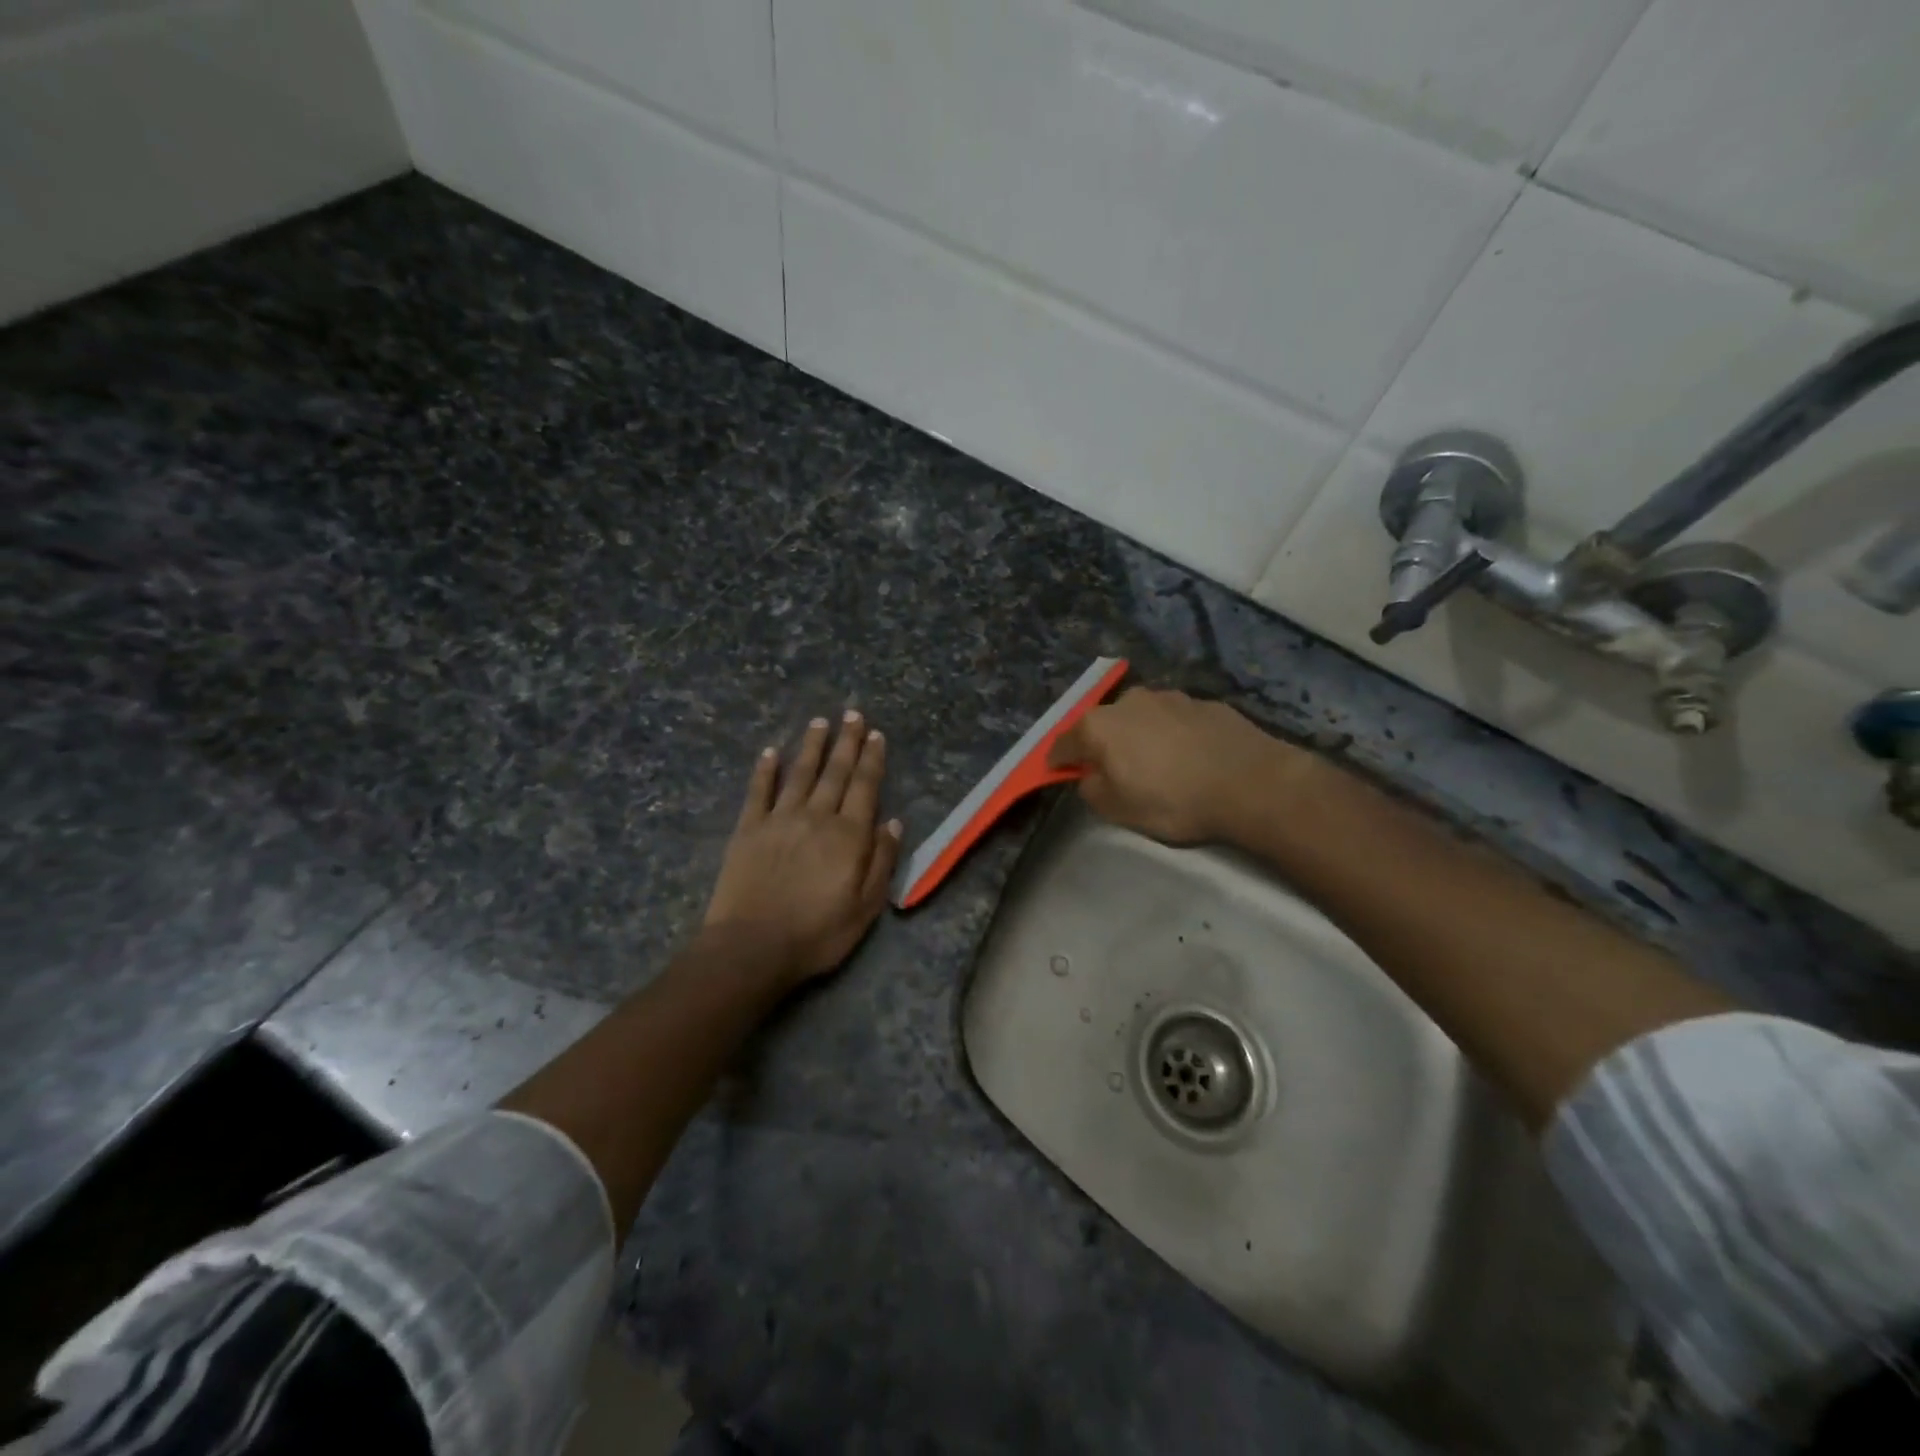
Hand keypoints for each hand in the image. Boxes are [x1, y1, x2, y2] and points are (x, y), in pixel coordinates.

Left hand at [704, 711, 902, 985]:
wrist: (753, 947)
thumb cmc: (818, 933)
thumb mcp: (865, 907)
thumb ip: (882, 861)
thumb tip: (893, 823)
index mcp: (848, 835)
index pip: (864, 787)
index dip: (871, 759)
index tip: (876, 734)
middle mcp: (816, 816)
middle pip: (835, 772)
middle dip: (846, 741)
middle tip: (853, 714)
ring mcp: (779, 819)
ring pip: (800, 774)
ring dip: (811, 746)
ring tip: (820, 722)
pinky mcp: (748, 829)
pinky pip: (759, 791)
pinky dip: (765, 770)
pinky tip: (770, 752)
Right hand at [1048, 687, 1298, 844]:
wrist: (1251, 782)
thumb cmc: (1173, 800)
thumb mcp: (1118, 810)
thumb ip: (1092, 789)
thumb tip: (1090, 775)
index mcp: (1099, 725)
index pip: (1063, 743)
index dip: (1058, 762)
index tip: (1060, 774)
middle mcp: (1128, 701)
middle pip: (1102, 725)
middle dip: (1101, 746)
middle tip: (1114, 773)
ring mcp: (1169, 697)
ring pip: (1140, 719)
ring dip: (1139, 737)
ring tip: (1157, 765)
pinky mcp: (1203, 702)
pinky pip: (1174, 721)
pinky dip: (1172, 736)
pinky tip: (1189, 758)